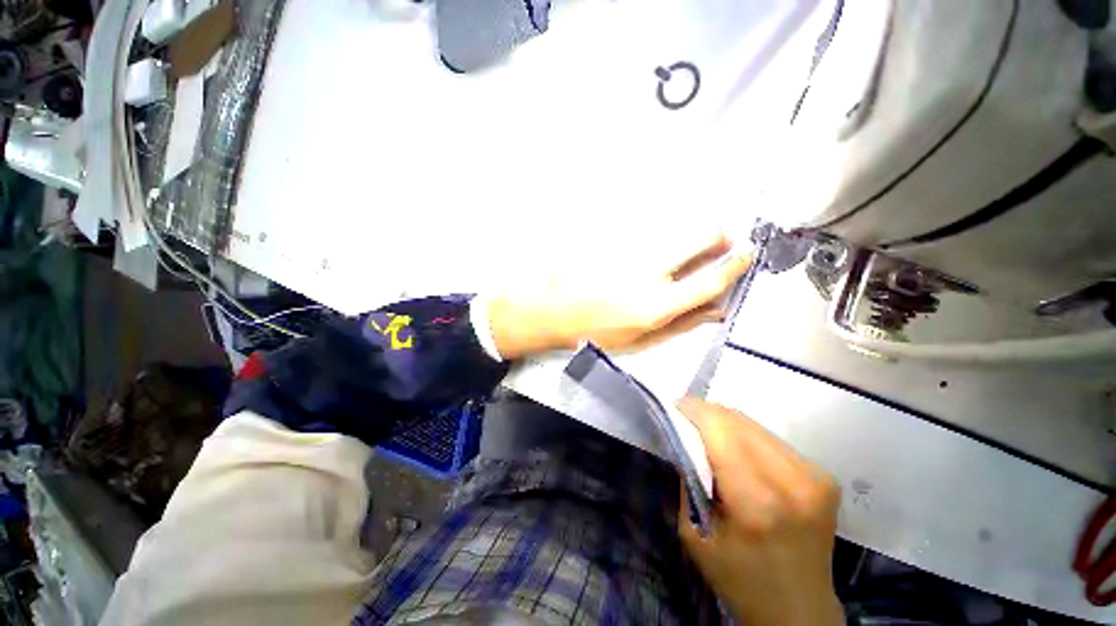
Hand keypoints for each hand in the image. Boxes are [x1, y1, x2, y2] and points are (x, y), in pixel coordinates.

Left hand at [485, 233, 749, 359]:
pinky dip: (654, 235)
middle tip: (717, 241)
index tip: (747, 253)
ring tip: (673, 251)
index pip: (710, 279)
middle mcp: (648, 271)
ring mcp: (628, 249)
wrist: (554, 310)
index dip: (735, 264)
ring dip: (684, 235)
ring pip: (674, 227)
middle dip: (717, 235)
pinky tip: (640, 251)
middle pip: (700, 235)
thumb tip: (718, 310)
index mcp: (657, 304)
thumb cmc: (598, 332)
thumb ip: (682, 324)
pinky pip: (645, 227)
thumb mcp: (641, 339)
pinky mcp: (613, 237)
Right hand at [677, 398, 842, 625]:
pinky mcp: (823, 476)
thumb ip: (689, 479)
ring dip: (725, 422)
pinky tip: (734, 446)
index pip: (721, 432)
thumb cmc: (738, 580)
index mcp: (757, 503)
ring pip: (755, 426)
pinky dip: (746, 435)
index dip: (694, 412)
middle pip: (738, 422)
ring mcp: (815, 477)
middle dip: (706, 412)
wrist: (799, 611)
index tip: (673, 405)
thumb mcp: (695, 533)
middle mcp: (792, 482)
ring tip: (706, 428)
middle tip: (685, 414)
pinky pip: (772, 439)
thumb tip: (685, 438)